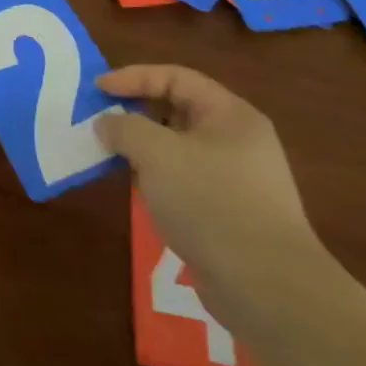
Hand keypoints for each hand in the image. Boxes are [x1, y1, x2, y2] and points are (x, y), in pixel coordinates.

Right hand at [94, 64, 327, 321]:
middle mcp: (238, 140)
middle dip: (137, 113)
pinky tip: (140, 193)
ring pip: (180, 149)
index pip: (175, 77)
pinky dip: (159, 179)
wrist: (267, 288)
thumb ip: (124, 128)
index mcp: (230, 115)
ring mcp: (237, 179)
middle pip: (178, 110)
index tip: (98, 91)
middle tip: (101, 121)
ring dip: (145, 149)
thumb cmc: (211, 202)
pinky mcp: (230, 214)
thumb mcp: (157, 153)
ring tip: (112, 156)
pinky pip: (186, 181)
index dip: (133, 77)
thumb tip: (107, 124)